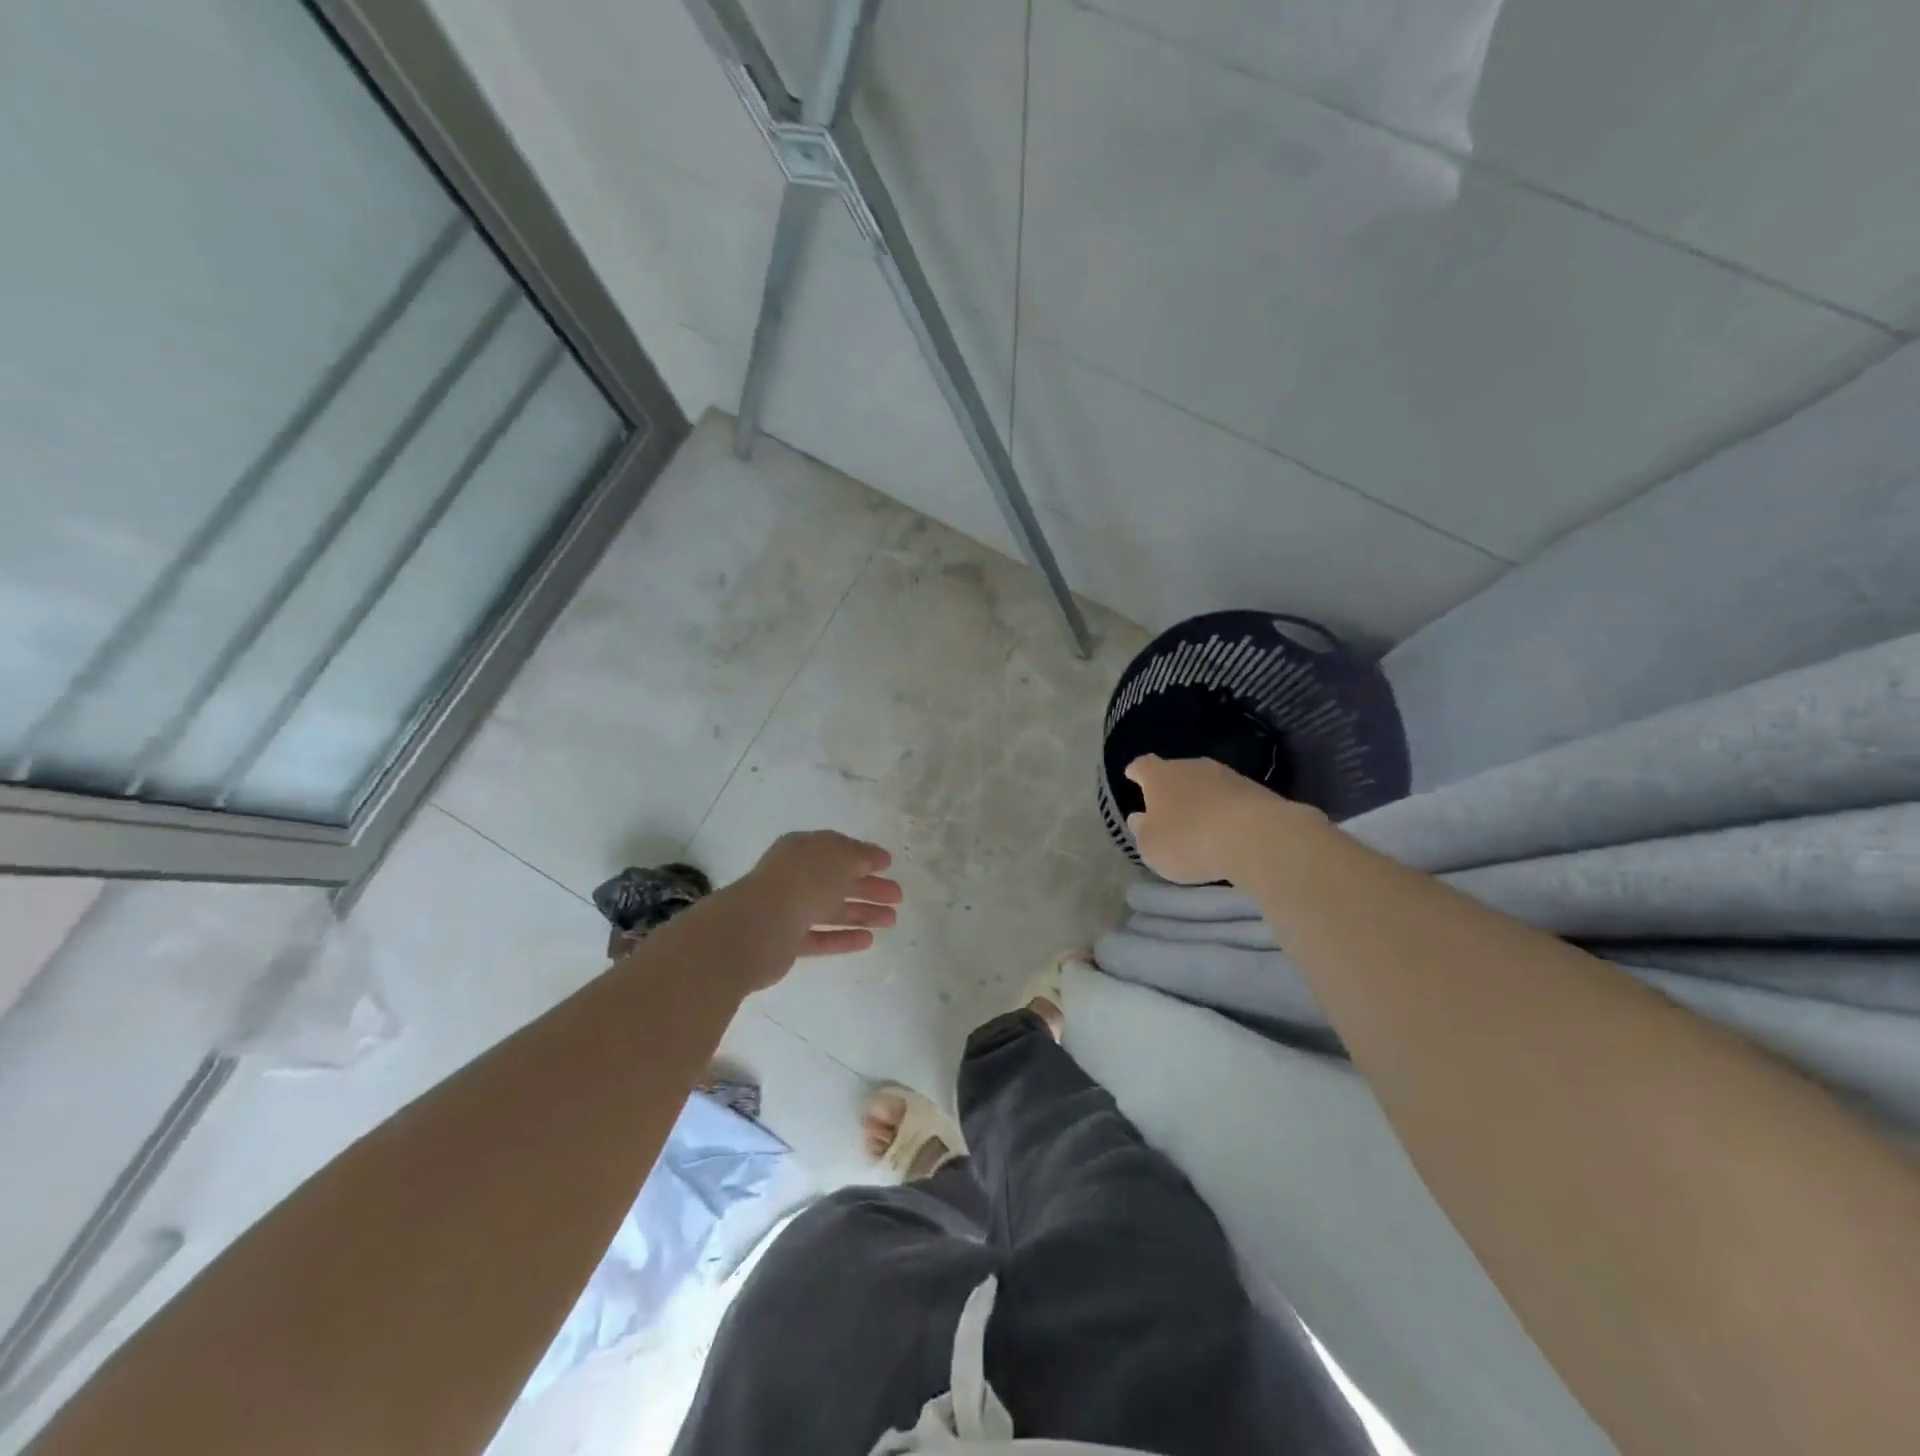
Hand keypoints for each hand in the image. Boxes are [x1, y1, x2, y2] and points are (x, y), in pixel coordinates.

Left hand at [732, 831, 900, 985]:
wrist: (757, 927)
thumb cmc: (802, 882)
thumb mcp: (839, 858)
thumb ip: (860, 856)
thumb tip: (876, 858)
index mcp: (802, 850)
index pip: (837, 849)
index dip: (864, 856)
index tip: (889, 865)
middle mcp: (794, 876)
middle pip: (837, 881)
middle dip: (869, 887)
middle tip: (898, 897)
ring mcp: (788, 909)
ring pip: (831, 910)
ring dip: (862, 913)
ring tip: (891, 921)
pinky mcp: (785, 942)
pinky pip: (820, 937)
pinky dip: (843, 938)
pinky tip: (868, 940)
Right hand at [1124, 754, 1322, 884]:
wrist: (1255, 837)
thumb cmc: (1188, 840)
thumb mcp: (1151, 846)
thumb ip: (1142, 831)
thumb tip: (1140, 818)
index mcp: (1160, 776)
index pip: (1143, 766)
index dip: (1136, 772)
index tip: (1132, 776)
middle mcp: (1192, 767)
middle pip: (1176, 772)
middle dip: (1171, 789)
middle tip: (1167, 809)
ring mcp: (1227, 776)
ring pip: (1206, 784)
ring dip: (1201, 800)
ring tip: (1200, 824)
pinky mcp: (1256, 791)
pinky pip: (1231, 799)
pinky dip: (1225, 811)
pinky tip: (1227, 831)